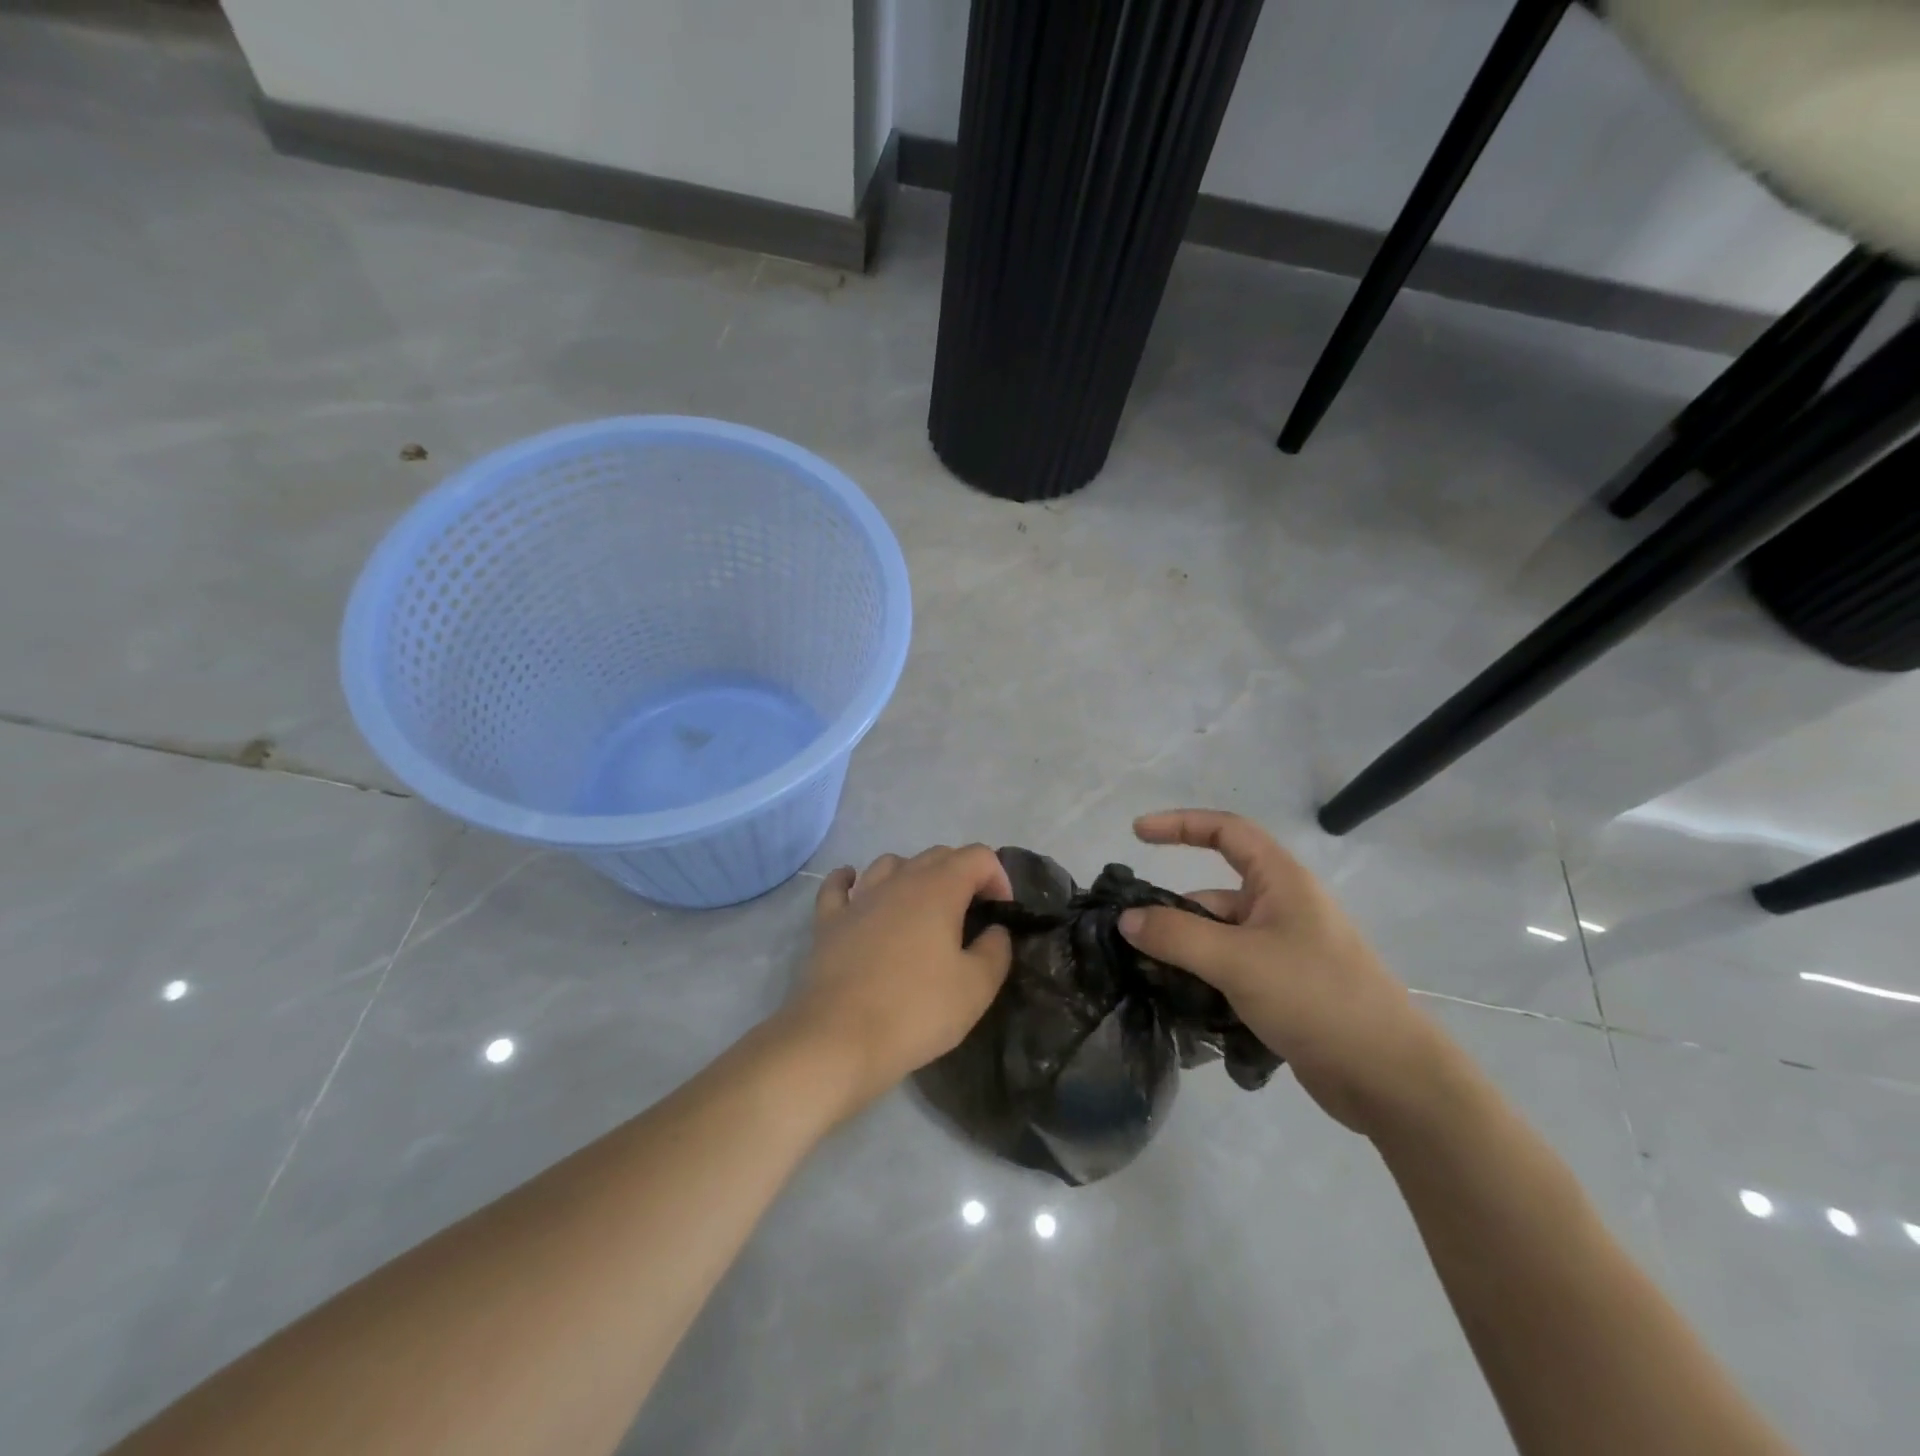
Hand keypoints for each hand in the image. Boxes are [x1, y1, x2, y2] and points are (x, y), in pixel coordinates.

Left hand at [781, 846, 1013, 1118]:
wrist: (839, 1038)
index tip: (1001, 913)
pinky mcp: (829, 920)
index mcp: (939, 889)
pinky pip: (839, 886)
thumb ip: (996, 950)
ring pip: (891, 863)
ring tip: (922, 907)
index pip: (977, 857)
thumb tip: (994, 930)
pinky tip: (855, 886)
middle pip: (937, 855)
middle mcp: (899, 880)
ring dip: (914, 875)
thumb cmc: (916, 1010)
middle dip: (962, 875)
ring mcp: (859, 898)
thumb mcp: (976, 988)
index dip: (998, 877)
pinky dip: (850, 880)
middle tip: (971, 915)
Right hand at [1116, 809, 1450, 1135]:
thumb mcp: (1238, 960)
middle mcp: (1283, 908)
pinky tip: (1177, 1003)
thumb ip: (1176, 936)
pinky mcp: (1284, 989)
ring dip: (1185, 952)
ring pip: (1219, 937)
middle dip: (1173, 910)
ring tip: (1146, 977)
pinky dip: (1203, 978)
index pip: (1226, 831)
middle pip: (1214, 893)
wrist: (1390, 1078)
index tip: (1137, 834)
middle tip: (1129, 935)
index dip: (1180, 825)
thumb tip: (1126, 920)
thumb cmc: (1316, 997)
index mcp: (1281, 882)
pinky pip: (1230, 970)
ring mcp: (1284, 951)